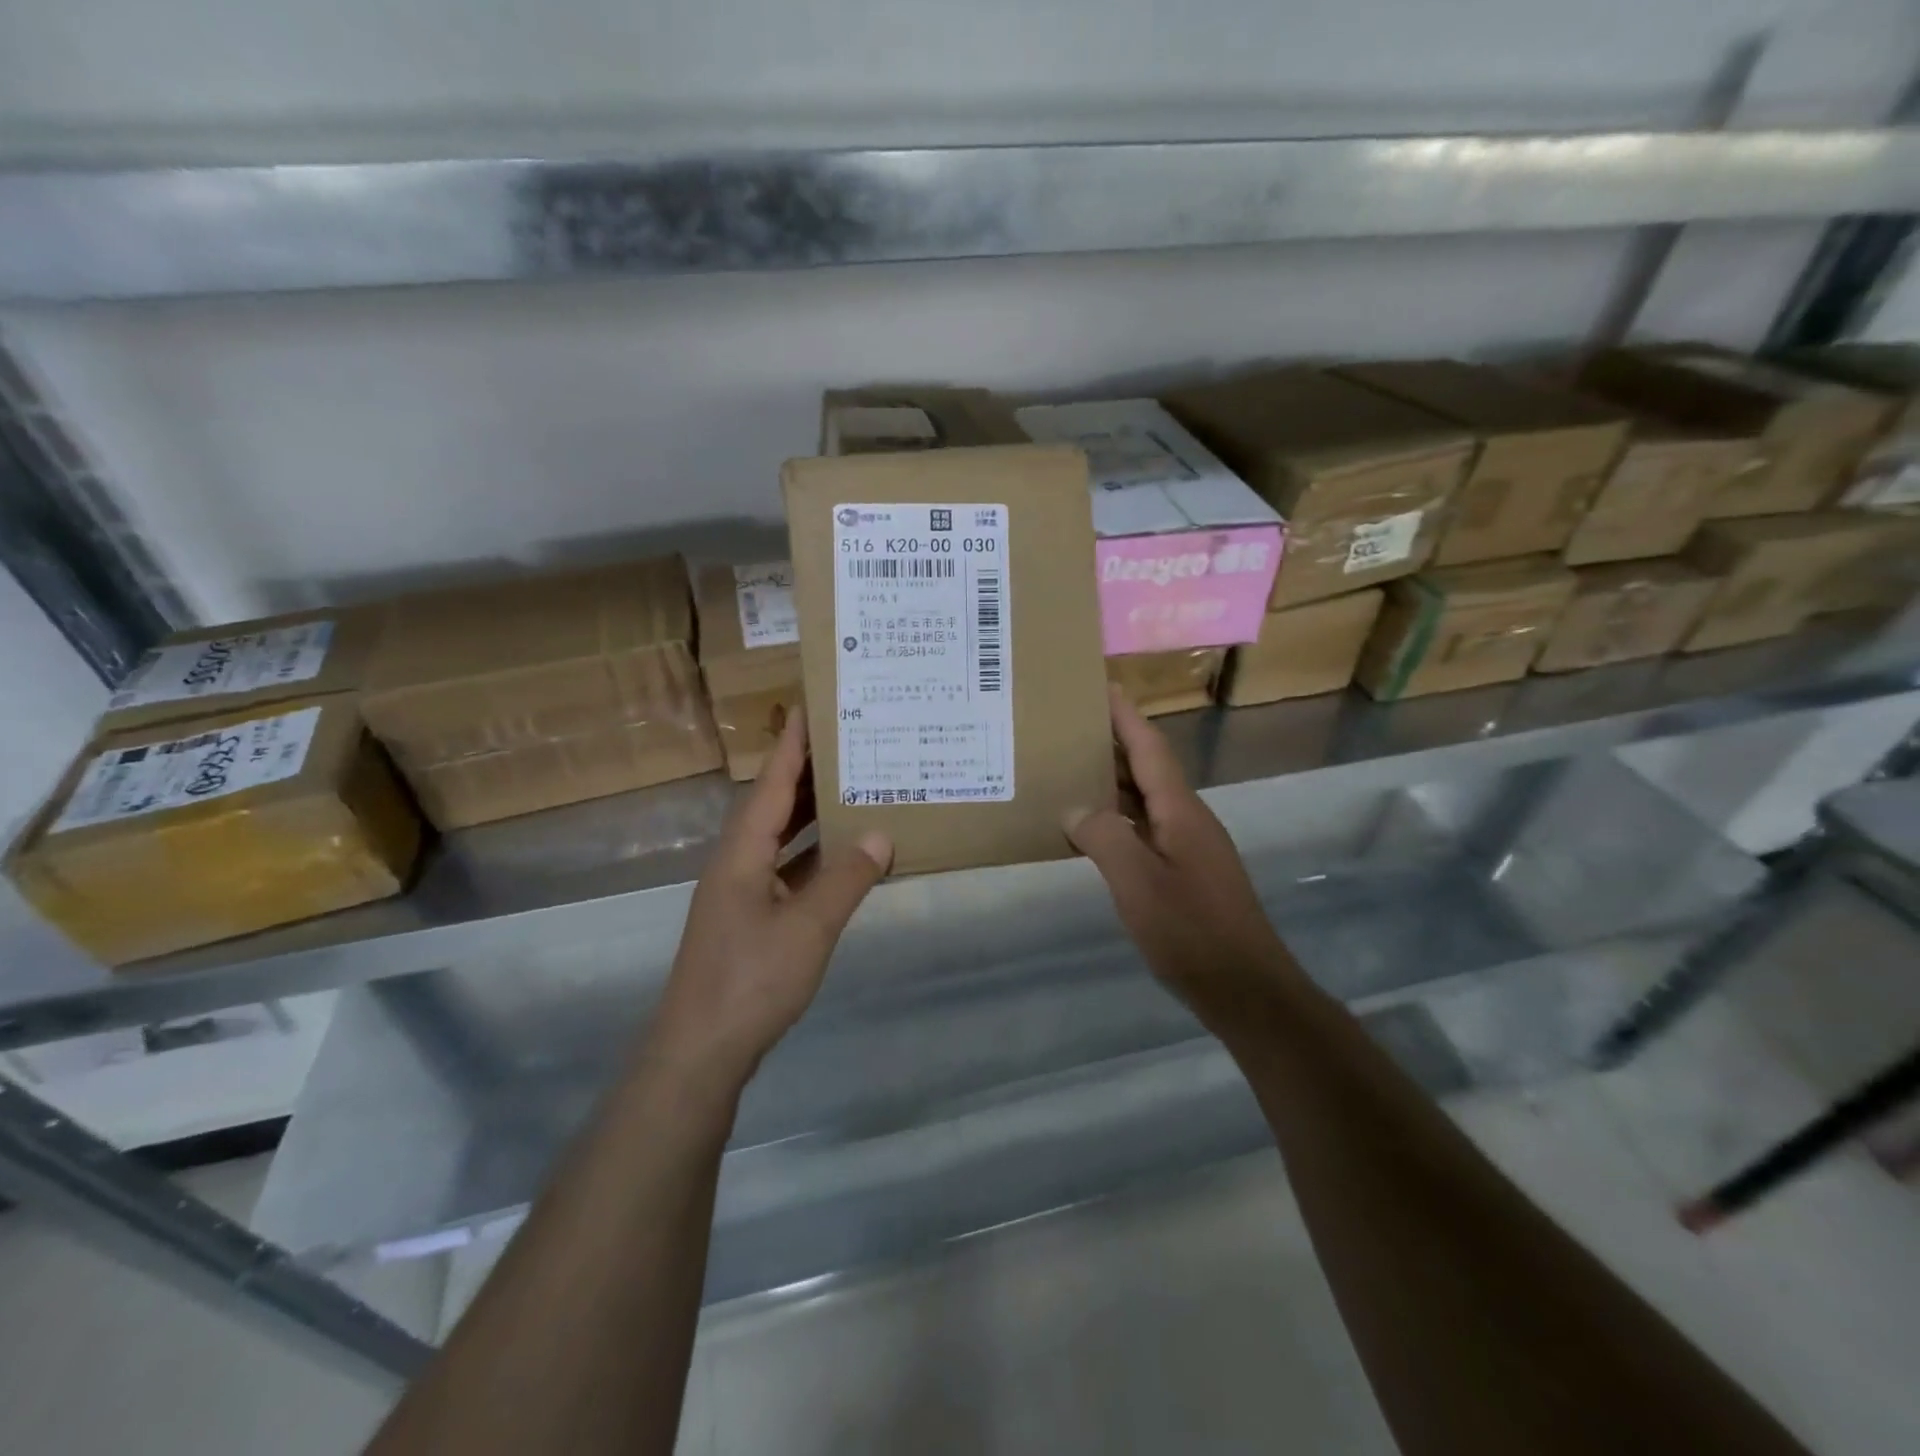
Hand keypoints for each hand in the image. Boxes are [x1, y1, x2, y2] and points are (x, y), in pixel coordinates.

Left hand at [648, 712, 892, 1087]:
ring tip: (851, 788)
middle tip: (848, 742)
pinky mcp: (749, 920)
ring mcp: (741, 893)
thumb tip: (880, 835)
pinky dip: (812, 856)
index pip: (772, 783)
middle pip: (773, 803)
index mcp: (742, 852)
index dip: (792, 744)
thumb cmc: (750, 981)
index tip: (812, 705)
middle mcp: (737, 862)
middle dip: (806, 771)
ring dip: (810, 813)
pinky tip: (841, 857)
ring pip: (779, 837)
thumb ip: (845, 879)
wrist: (700, 1052)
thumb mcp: (808, 928)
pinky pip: (785, 870)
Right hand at [1066, 687, 1293, 1006]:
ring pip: (1145, 799)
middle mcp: (1187, 819)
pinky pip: (1145, 828)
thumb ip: (1104, 837)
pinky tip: (1091, 829)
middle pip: (1147, 767)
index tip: (1100, 685)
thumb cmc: (1192, 931)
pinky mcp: (1185, 873)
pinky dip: (1117, 818)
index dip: (1125, 715)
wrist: (1246, 988)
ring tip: (1070, 769)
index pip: (1150, 746)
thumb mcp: (1138, 883)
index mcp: (1180, 810)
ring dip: (1112, 781)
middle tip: (1068, 726)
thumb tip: (1076, 809)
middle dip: (1112, 742)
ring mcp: (1189, 846)